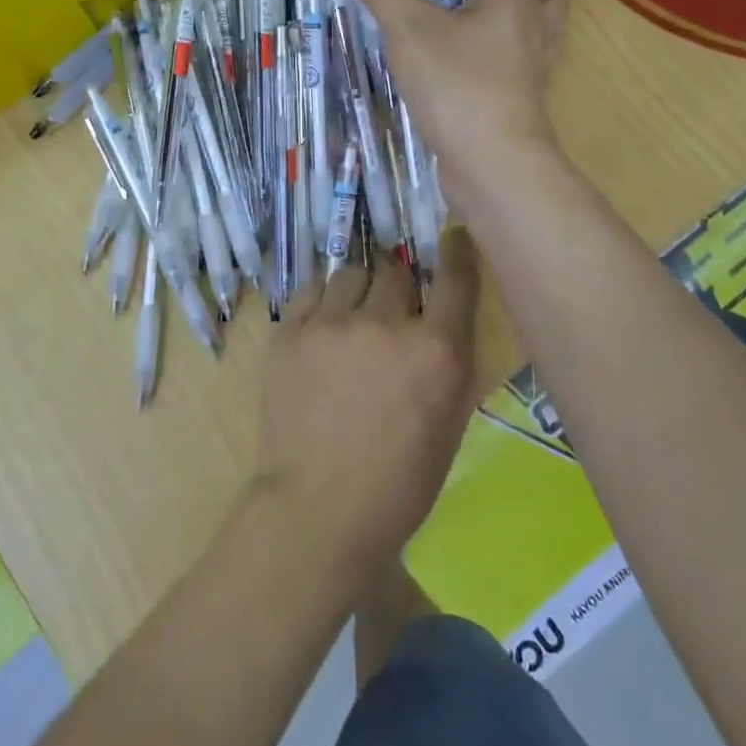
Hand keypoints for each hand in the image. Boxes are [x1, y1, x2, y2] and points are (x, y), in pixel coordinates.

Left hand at [251, 232, 483, 582]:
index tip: (452, 235)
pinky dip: (323, 301)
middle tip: (390, 308)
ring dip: (359, 290)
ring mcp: (332, 323)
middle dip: (397, 285)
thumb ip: (448, 361)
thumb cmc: (398, 483)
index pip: (454, 278)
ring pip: (351, 273)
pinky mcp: (290, 330)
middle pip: (395, 270)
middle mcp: (386, 324)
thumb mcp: (449, 424)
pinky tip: (322, 326)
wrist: (319, 509)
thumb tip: (439, 318)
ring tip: (352, 319)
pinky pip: (312, 289)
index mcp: (437, 351)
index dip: (455, 251)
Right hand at [342, 0, 569, 215]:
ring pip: (540, 29)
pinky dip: (504, 51)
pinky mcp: (518, 103)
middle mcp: (534, 30)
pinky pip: (519, 64)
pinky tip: (469, 57)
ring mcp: (531, 71)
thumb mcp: (409, 29)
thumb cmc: (459, 85)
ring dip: (524, 11)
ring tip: (483, 4)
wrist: (492, 167)